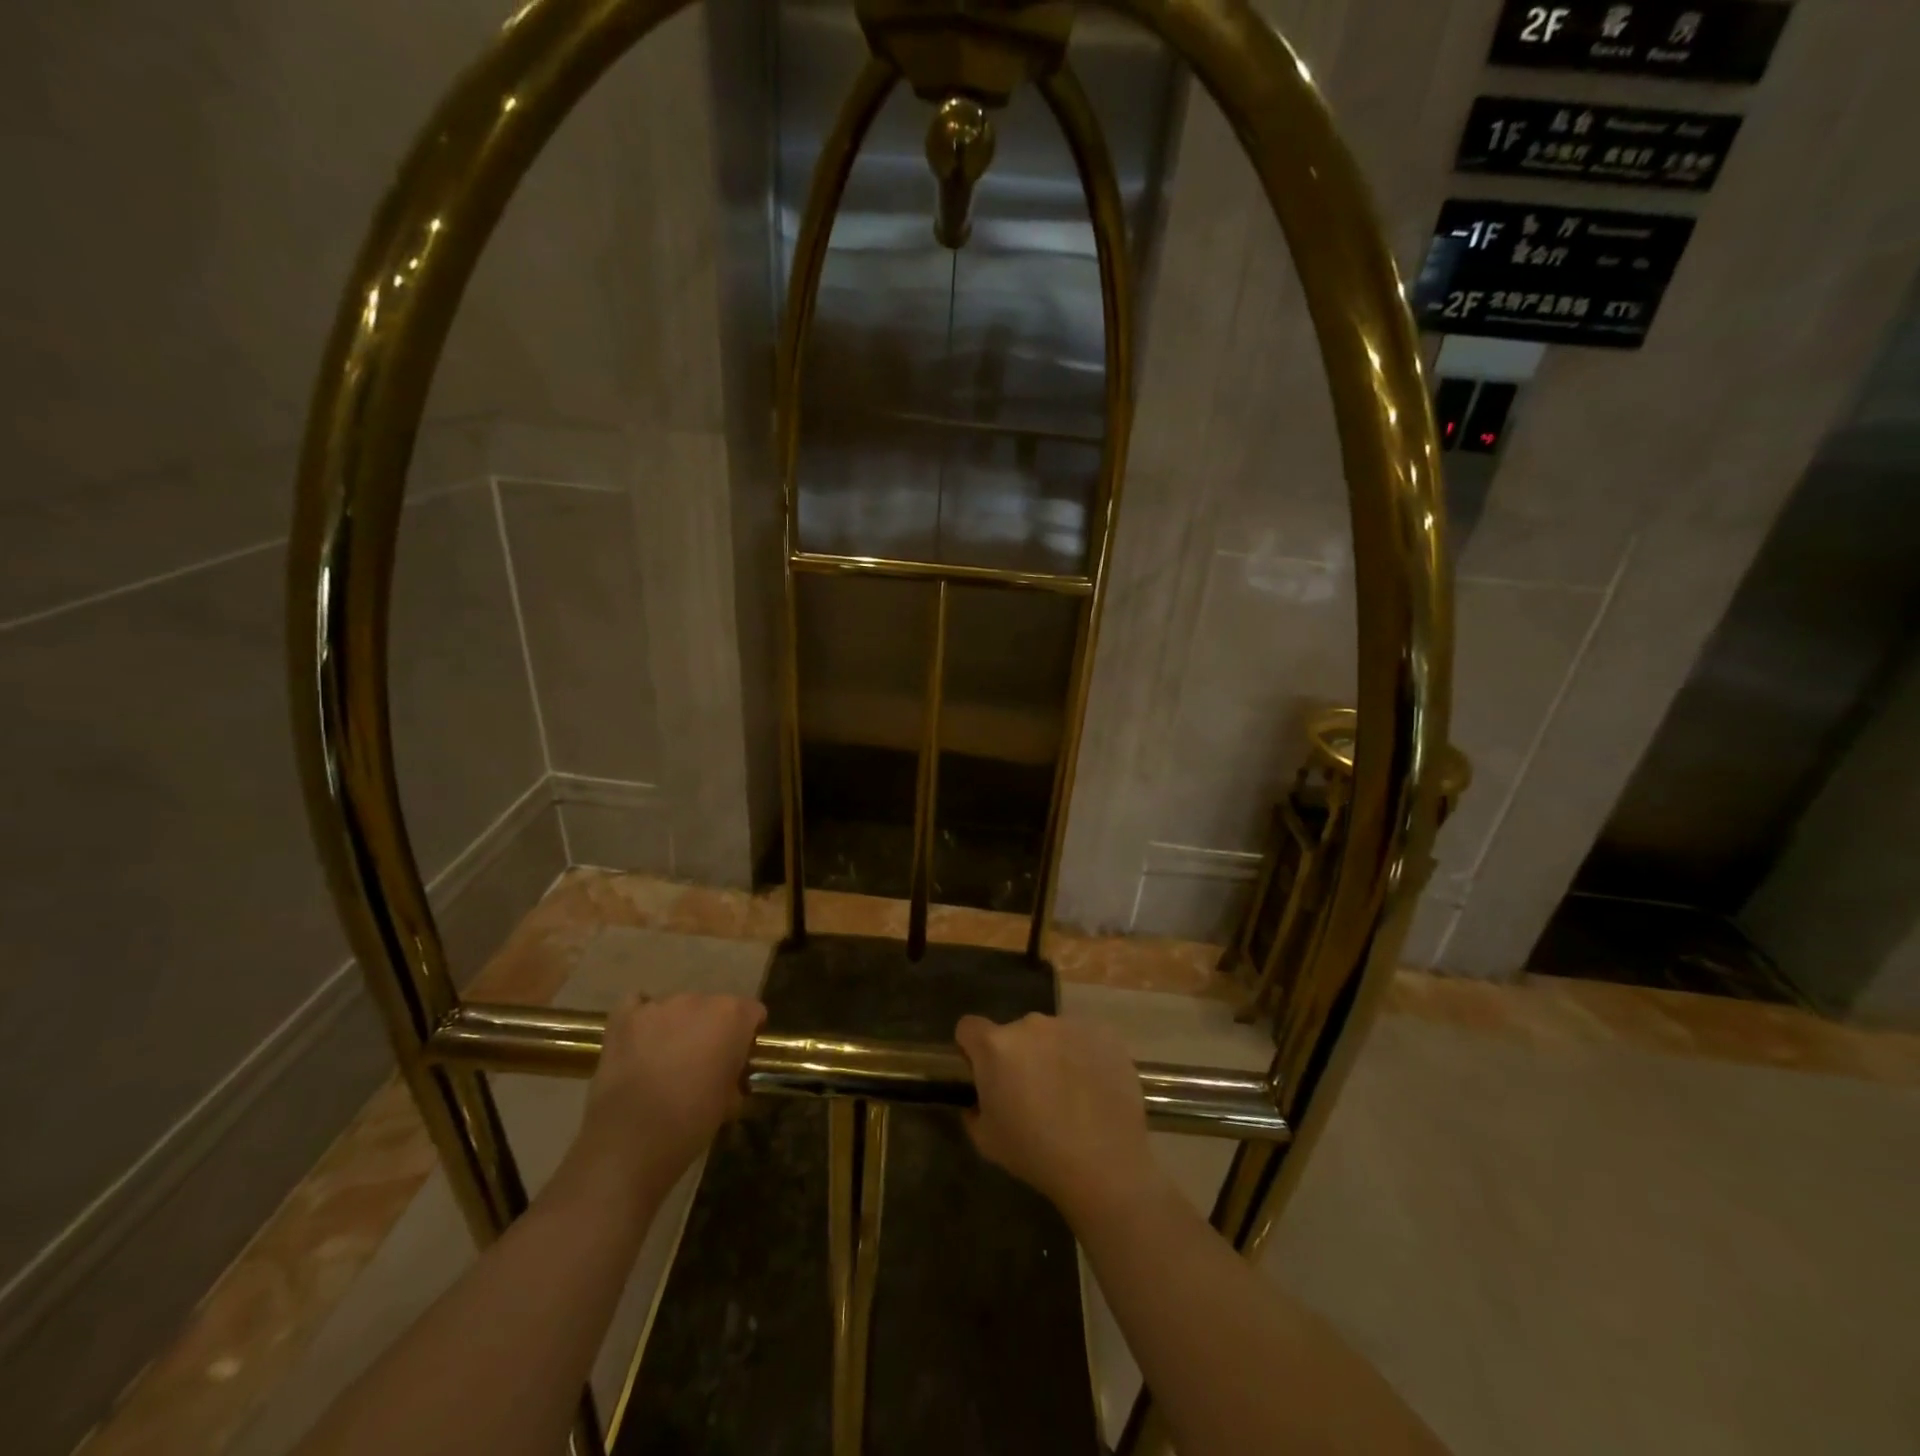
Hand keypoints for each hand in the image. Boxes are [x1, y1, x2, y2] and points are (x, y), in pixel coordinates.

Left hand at [568, 993, 766, 1202]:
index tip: (739, 1056)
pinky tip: (639, 1041)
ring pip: (676, 1008)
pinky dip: (641, 1019)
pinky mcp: (624, 1018)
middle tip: (700, 1061)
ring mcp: (659, 1006)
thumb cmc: (692, 1120)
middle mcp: (698, 1000)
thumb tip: (728, 1076)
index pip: (751, 1011)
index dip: (747, 1033)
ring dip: (676, 1026)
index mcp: (732, 1015)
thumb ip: (734, 1074)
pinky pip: (637, 1005)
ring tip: (664, 1058)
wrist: (633, 1139)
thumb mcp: (730, 1101)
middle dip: (709, 1028)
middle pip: (712, 1007)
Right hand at [954, 1012, 1166, 1228]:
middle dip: (1018, 1056)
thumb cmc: (1036, 1154)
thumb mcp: (986, 1141)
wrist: (1104, 1165)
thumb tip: (979, 1101)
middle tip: (1031, 1093)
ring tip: (1069, 1095)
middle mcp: (1031, 1024)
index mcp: (996, 1045)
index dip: (972, 1050)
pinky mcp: (1104, 1034)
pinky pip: (1084, 1040)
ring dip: (1052, 1055)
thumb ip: (974, 1110)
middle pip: (1015, 1033)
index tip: (983, 1074)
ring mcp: (1071, 1026)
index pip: (969, 1028)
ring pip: (1051, 1035)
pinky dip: (1084, 1057)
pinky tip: (1094, 1090)